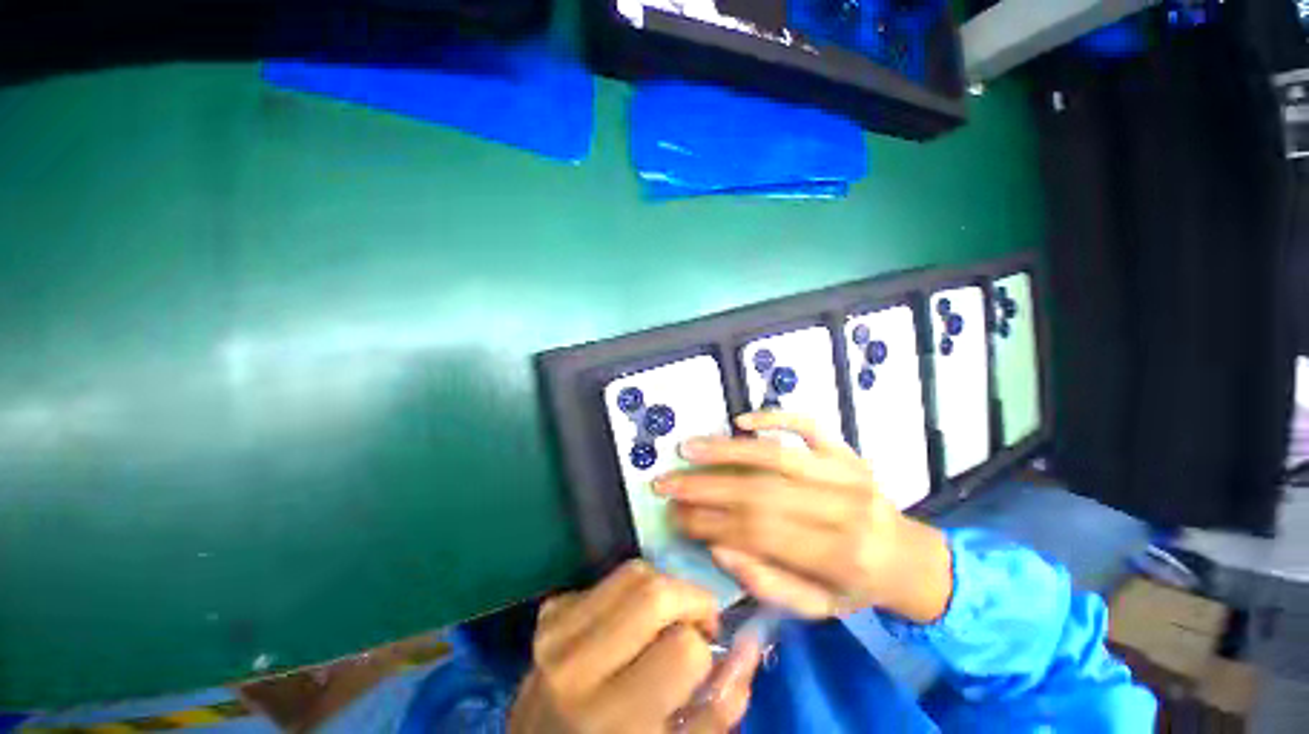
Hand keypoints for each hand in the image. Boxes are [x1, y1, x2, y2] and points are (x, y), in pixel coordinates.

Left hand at [509, 560, 760, 733]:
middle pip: (655, 592)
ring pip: (634, 571)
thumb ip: (719, 707)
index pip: (683, 648)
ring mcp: (557, 632)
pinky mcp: (549, 612)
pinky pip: (609, 577)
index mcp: (614, 717)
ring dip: (662, 587)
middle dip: (690, 598)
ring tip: (664, 618)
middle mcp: (578, 665)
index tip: (705, 649)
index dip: (704, 647)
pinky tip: (629, 621)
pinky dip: (631, 589)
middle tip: (695, 620)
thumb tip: (749, 643)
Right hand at [654, 411, 952, 622]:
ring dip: (726, 450)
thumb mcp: (817, 608)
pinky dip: (774, 417)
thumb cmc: (859, 587)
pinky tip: (741, 420)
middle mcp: (844, 506)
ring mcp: (846, 470)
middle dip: (705, 487)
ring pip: (776, 455)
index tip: (675, 516)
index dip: (711, 522)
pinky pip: (808, 424)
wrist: (908, 557)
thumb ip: (768, 583)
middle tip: (667, 484)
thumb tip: (718, 547)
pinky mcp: (845, 449)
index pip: (759, 532)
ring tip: (688, 448)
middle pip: (760, 492)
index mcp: (841, 554)